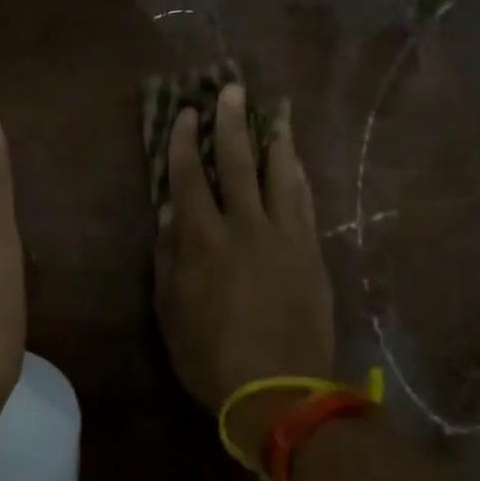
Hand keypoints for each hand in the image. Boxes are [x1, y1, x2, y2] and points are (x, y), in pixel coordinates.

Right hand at [154, 85, 334, 460]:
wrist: (279, 391)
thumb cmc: (210, 355)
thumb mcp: (170, 310)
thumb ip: (168, 257)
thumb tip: (168, 214)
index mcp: (203, 239)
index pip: (191, 178)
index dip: (186, 143)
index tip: (187, 113)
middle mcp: (245, 226)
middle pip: (239, 163)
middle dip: (233, 123)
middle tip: (232, 89)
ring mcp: (284, 237)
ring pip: (280, 175)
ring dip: (276, 139)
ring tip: (276, 111)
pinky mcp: (311, 253)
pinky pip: (305, 203)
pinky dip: (299, 177)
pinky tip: (297, 161)